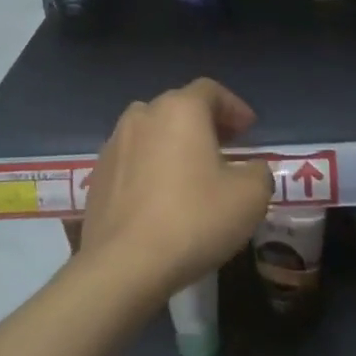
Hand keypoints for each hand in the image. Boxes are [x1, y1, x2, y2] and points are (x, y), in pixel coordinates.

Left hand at [79, 78, 273, 304]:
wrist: (124, 265)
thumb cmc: (194, 219)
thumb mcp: (250, 197)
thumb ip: (259, 172)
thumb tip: (251, 170)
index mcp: (180, 110)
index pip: (210, 91)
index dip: (234, 107)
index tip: (249, 131)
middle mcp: (142, 116)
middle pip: (178, 108)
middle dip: (205, 123)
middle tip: (226, 147)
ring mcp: (113, 145)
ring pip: (151, 133)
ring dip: (174, 144)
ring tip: (194, 173)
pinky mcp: (97, 176)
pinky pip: (132, 160)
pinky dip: (151, 167)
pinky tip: (162, 198)